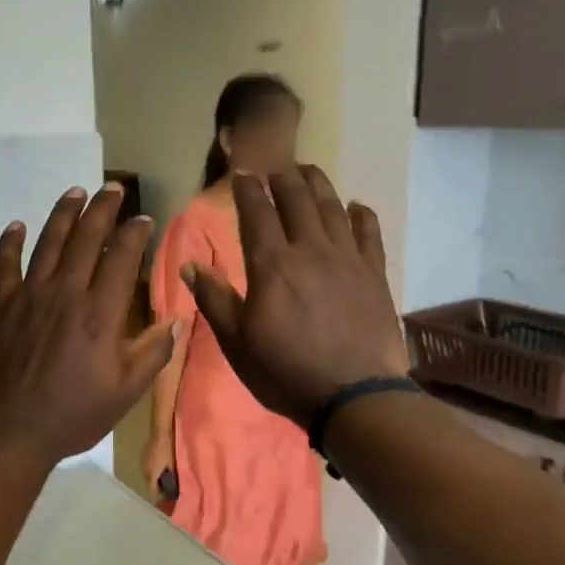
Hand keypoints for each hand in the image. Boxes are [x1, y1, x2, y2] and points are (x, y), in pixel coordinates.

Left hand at [0, 185, 178, 470]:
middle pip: (85, 239)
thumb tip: (176, 320)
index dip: (134, 233)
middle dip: (102, 209)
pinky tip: (17, 225)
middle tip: (112, 188)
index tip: (143, 218)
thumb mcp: (124, 394)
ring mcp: (28, 297)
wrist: (7, 433)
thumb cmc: (71, 416)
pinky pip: (4, 265)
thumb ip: (152, 354)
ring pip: (48, 243)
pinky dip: (10, 243)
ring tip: (75, 192)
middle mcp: (65, 294)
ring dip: (63, 214)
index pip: (121, 258)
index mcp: (100, 314)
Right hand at [142, 434, 173, 498]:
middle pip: (150, 484)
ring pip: (149, 475)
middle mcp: (144, 470)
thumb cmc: (168, 450)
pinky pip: (148, 467)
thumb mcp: (173, 466)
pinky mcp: (143, 455)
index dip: (160, 498)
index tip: (168, 499)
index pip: (152, 492)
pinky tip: (162, 467)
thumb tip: (174, 490)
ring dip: (155, 478)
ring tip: (166, 477)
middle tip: (169, 488)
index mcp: (150, 475)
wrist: (161, 431)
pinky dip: (154, 470)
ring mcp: (142, 462)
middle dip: (158, 488)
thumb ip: (172, 479)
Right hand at [183, 165, 409, 426]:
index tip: (242, 174)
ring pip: (332, 207)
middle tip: (274, 168)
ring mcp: (347, 259)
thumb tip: (190, 266)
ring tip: (309, 171)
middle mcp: (309, 250)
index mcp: (271, 265)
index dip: (248, 190)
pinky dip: (361, 214)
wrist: (354, 396)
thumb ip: (214, 300)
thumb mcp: (237, 343)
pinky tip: (356, 206)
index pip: (257, 213)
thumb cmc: (285, 372)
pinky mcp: (374, 274)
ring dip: (318, 184)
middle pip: (297, 199)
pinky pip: (368, 233)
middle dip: (283, 178)